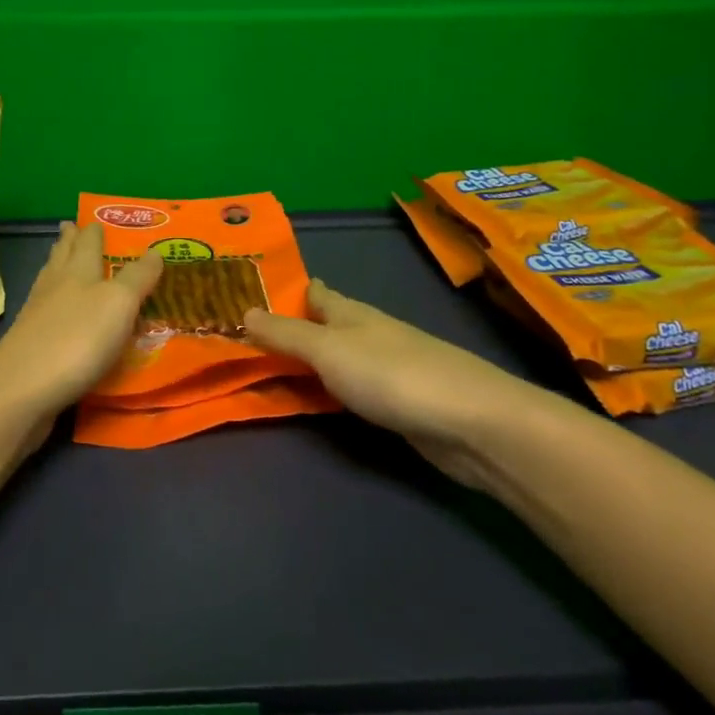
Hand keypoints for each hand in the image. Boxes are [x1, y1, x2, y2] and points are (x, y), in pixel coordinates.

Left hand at [0, 221, 163, 432]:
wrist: (21, 390)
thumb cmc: (77, 340)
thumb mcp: (119, 304)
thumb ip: (137, 277)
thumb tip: (155, 251)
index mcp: (78, 271)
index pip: (88, 242)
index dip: (94, 230)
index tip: (97, 219)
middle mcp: (55, 286)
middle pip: (62, 256)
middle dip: (69, 241)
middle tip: (72, 227)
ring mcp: (37, 315)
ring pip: (50, 280)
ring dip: (58, 266)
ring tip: (61, 258)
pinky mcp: (29, 344)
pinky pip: (45, 311)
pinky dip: (54, 302)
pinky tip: (57, 311)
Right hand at [244, 279, 564, 487]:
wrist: (470, 423)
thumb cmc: (391, 374)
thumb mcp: (328, 350)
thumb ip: (286, 334)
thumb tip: (244, 310)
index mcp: (351, 313)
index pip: (316, 294)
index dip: (291, 291)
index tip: (258, 291)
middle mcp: (368, 334)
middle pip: (327, 325)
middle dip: (296, 327)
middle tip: (252, 334)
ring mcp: (386, 369)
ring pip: (339, 359)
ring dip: (312, 361)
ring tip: (276, 366)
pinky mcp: (399, 404)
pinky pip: (351, 390)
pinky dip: (330, 390)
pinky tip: (321, 399)